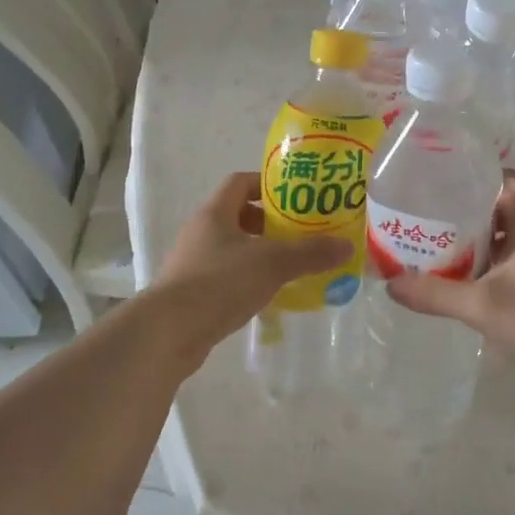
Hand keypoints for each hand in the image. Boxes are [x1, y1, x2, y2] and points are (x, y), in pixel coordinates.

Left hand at [151, 172, 348, 350]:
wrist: (169, 332)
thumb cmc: (220, 282)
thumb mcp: (272, 263)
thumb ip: (310, 253)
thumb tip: (346, 246)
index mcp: (215, 212)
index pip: (240, 182)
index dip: (268, 183)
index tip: (297, 196)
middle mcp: (202, 231)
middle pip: (239, 214)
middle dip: (272, 221)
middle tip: (303, 232)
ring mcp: (195, 262)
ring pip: (234, 247)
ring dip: (262, 252)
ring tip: (293, 263)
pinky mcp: (194, 292)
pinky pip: (228, 275)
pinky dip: (250, 278)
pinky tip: (271, 293)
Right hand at [386, 169, 514, 382]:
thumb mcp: (480, 306)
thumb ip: (434, 294)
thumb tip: (390, 285)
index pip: (502, 180)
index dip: (472, 180)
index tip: (439, 189)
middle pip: (506, 209)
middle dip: (470, 217)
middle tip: (433, 227)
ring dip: (487, 244)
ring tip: (450, 256)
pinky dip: (505, 264)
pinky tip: (484, 287)